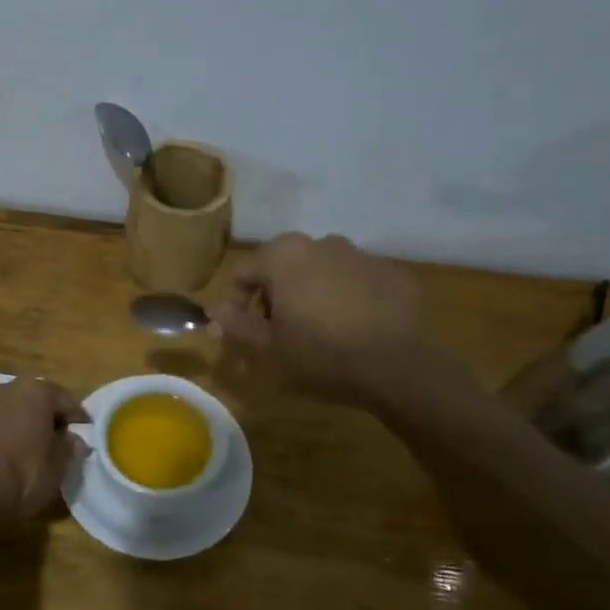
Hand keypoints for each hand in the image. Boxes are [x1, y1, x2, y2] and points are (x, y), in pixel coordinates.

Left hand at [0, 377, 88, 530]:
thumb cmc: (24, 474)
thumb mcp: (58, 465)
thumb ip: (69, 448)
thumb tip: (75, 441)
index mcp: (36, 390)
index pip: (66, 400)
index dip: (78, 418)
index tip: (86, 432)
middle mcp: (9, 387)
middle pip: (38, 399)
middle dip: (50, 416)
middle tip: (62, 438)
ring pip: (16, 409)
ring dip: (27, 422)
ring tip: (38, 446)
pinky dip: (9, 431)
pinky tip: (15, 451)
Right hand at [209, 233, 472, 407]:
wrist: (396, 367)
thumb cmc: (319, 355)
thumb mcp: (267, 348)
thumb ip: (235, 325)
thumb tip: (213, 312)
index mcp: (285, 256)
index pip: (243, 273)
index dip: (236, 304)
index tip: (241, 333)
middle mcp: (322, 242)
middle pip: (284, 268)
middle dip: (275, 297)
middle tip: (278, 333)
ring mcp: (362, 255)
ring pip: (322, 272)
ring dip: (312, 294)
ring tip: (319, 332)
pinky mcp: (393, 273)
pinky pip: (358, 283)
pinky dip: (348, 299)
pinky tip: (354, 329)